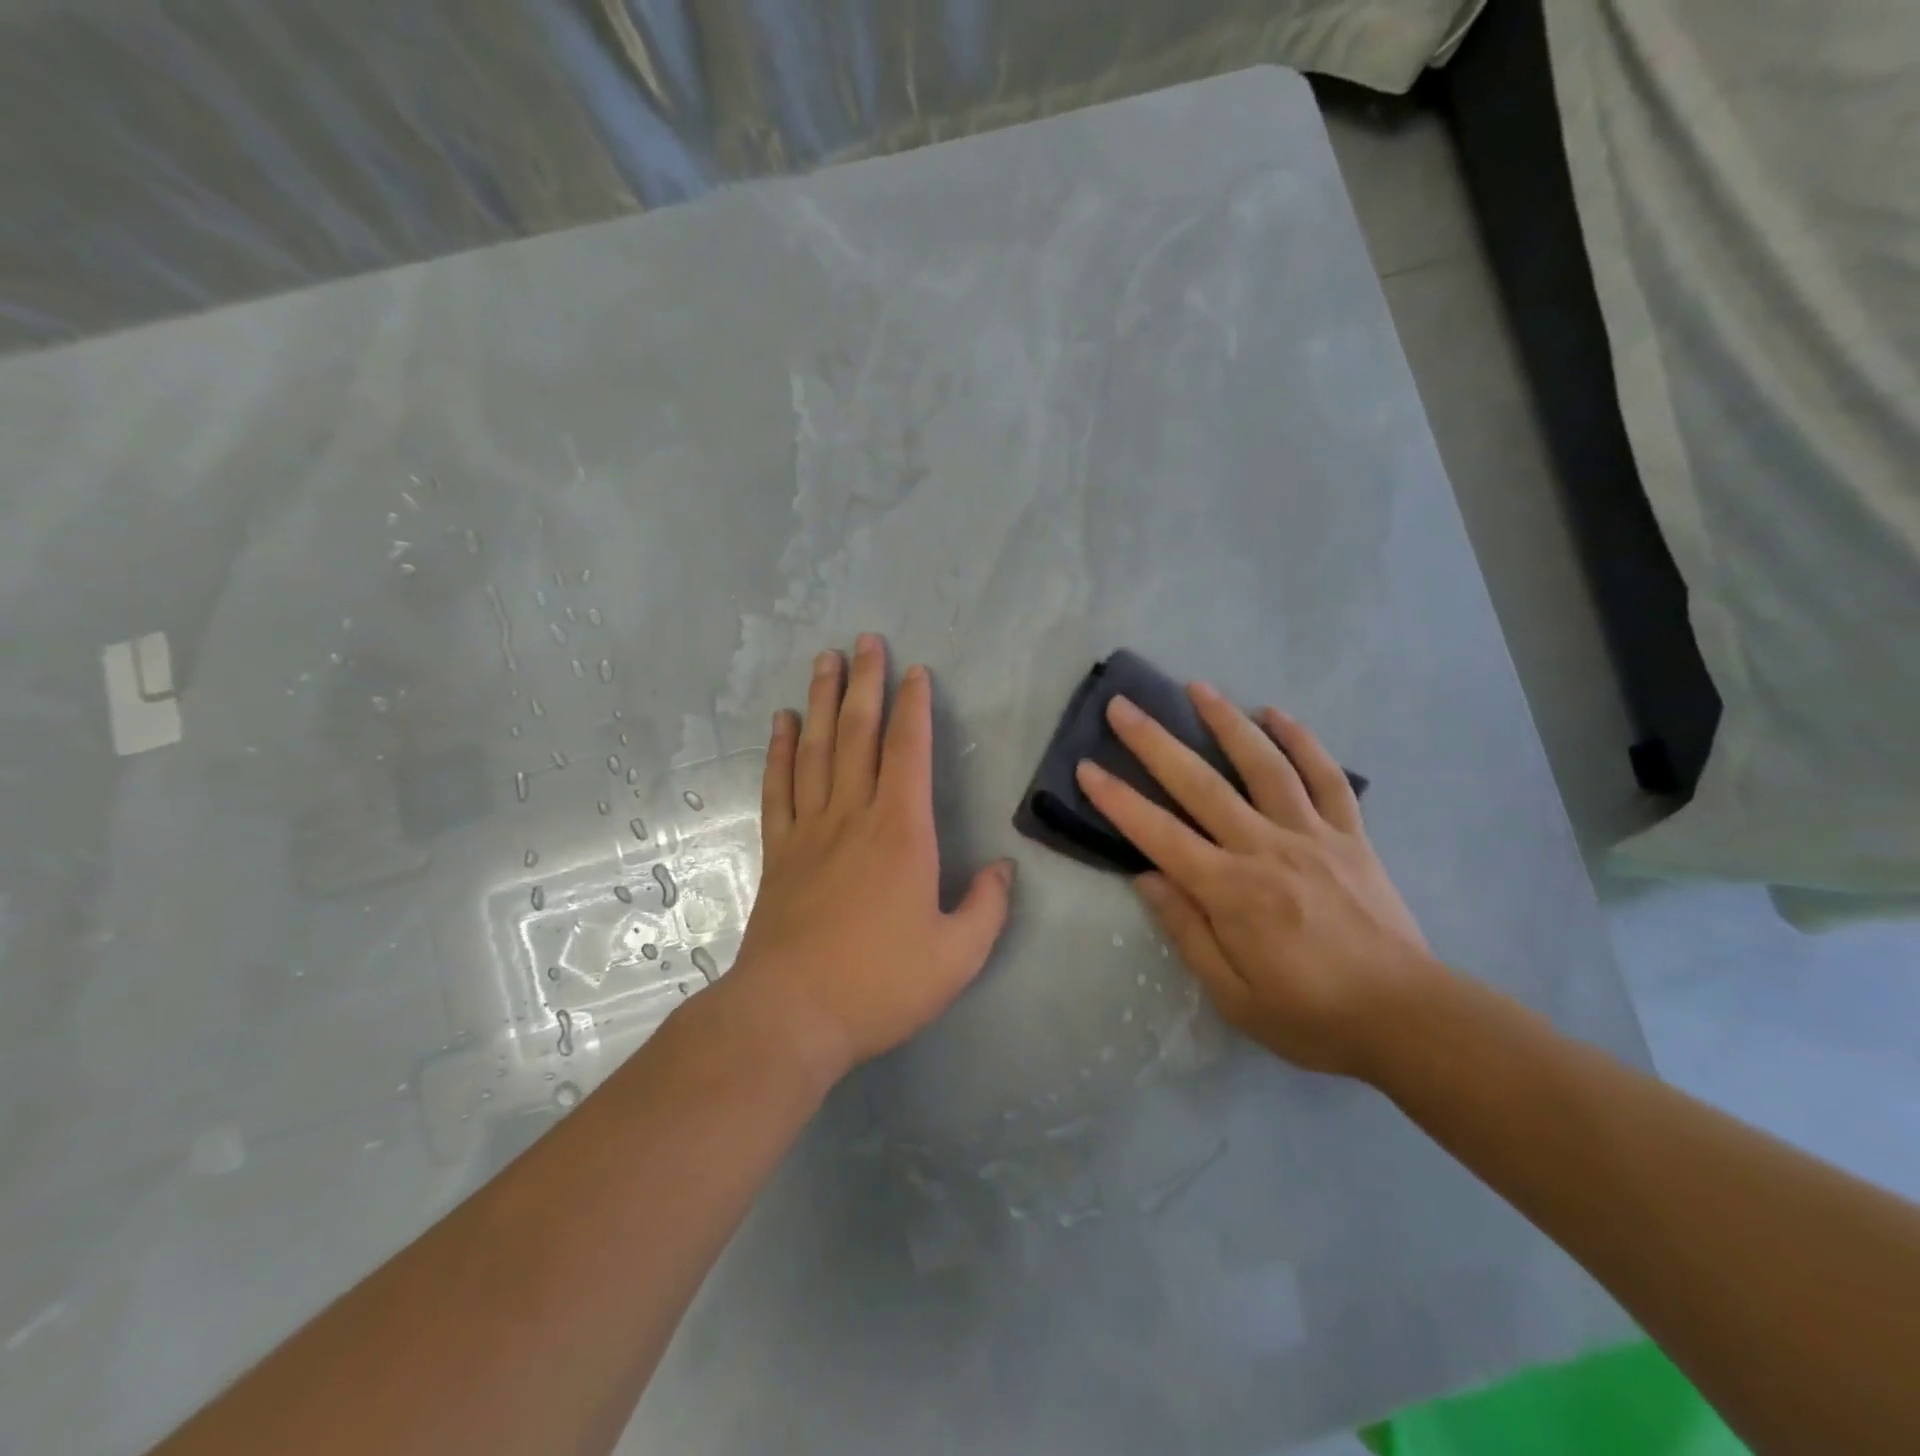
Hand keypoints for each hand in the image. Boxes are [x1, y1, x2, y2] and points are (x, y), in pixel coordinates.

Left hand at [724, 634, 1014, 1081]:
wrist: (791, 1016)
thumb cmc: (881, 985)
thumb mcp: (958, 956)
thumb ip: (988, 907)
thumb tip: (1003, 868)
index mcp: (902, 832)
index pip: (909, 751)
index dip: (914, 707)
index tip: (915, 671)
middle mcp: (853, 816)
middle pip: (859, 734)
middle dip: (865, 683)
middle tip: (864, 640)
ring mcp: (809, 831)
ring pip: (817, 749)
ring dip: (822, 701)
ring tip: (824, 661)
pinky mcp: (779, 852)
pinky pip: (780, 788)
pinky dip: (780, 751)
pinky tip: (782, 724)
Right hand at [1074, 684, 1439, 1078]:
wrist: (1408, 1018)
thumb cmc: (1310, 1015)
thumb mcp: (1233, 996)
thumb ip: (1187, 932)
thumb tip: (1146, 878)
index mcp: (1231, 892)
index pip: (1160, 835)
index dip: (1118, 801)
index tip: (1087, 767)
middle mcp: (1266, 849)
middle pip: (1201, 785)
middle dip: (1154, 742)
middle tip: (1123, 705)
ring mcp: (1312, 835)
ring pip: (1264, 766)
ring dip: (1227, 722)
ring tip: (1197, 687)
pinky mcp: (1351, 835)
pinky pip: (1326, 778)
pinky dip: (1303, 741)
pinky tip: (1278, 715)